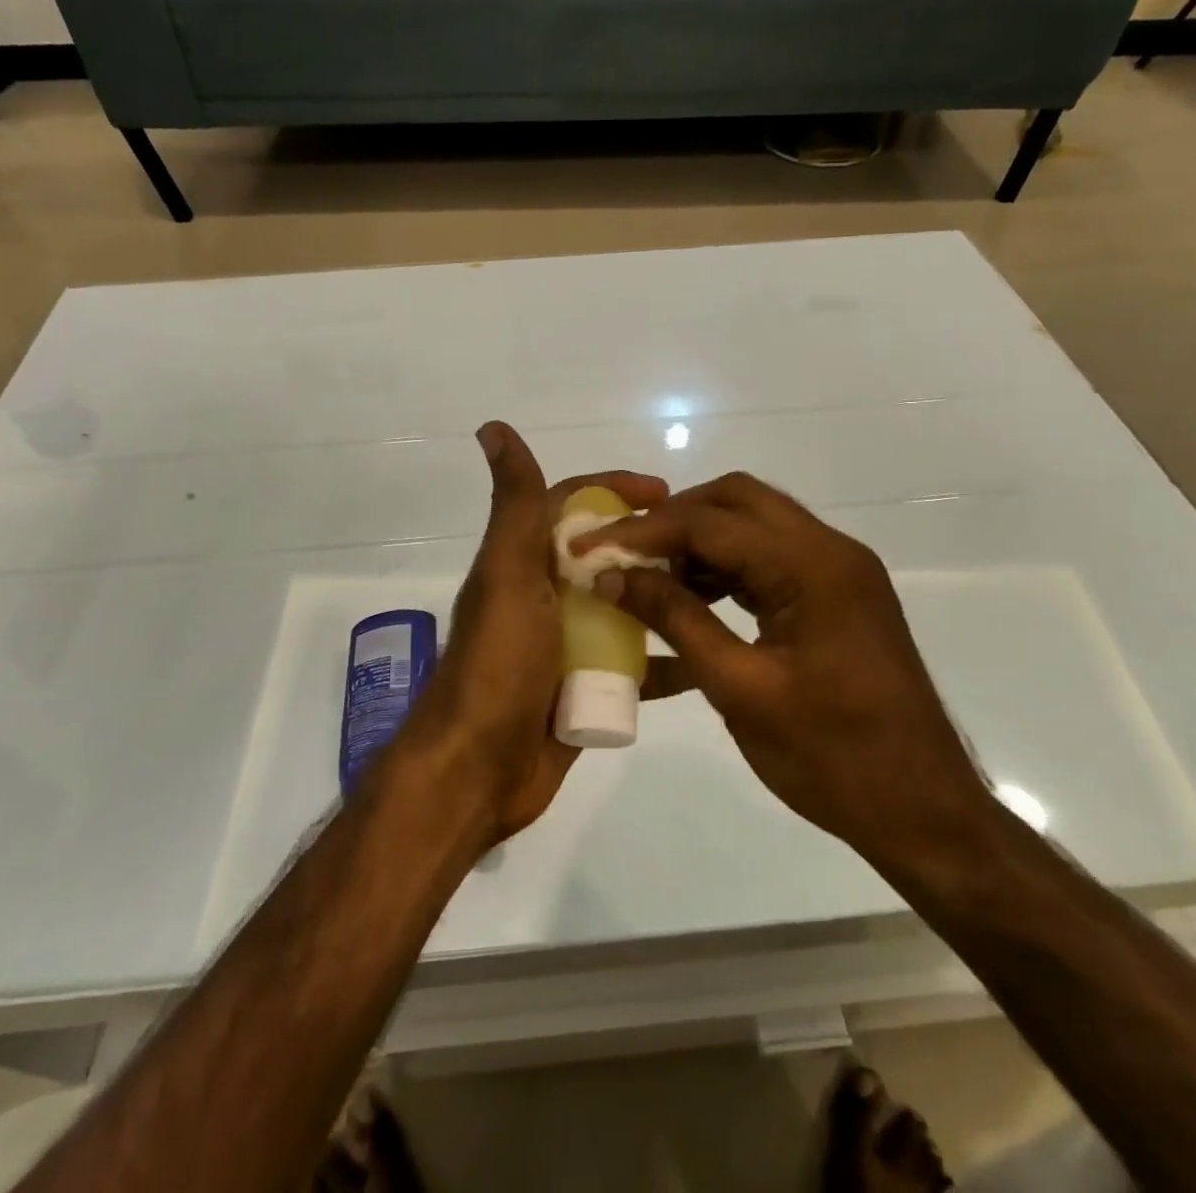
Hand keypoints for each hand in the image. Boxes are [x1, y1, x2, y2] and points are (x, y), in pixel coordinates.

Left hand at [398, 422, 667, 846]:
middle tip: (706, 547)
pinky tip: (705, 658)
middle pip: (605, 556)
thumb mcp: (508, 575)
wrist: (477, 770)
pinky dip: (664, 659)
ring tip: (718, 594)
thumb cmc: (497, 664)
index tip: (664, 490)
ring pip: (624, 608)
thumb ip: (515, 506)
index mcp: (523, 564)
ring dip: (663, 598)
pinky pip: (633, 665)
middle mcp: (544, 598)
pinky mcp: (583, 689)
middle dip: (649, 545)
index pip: (570, 506)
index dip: (613, 489)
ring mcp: (565, 646)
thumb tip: (491, 426)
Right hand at [574, 473, 990, 870]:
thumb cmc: (833, 758)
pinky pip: (770, 560)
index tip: (589, 547)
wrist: (924, 812)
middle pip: (736, 501)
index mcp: (813, 567)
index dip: (642, 531)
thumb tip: (613, 576)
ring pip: (754, 526)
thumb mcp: (741, 689)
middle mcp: (830, 551)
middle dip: (672, 520)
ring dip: (699, 542)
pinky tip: (692, 602)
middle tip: (623, 553)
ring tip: (650, 578)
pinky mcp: (837, 597)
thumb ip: (676, 620)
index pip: (709, 523)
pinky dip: (726, 569)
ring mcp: (838, 572)